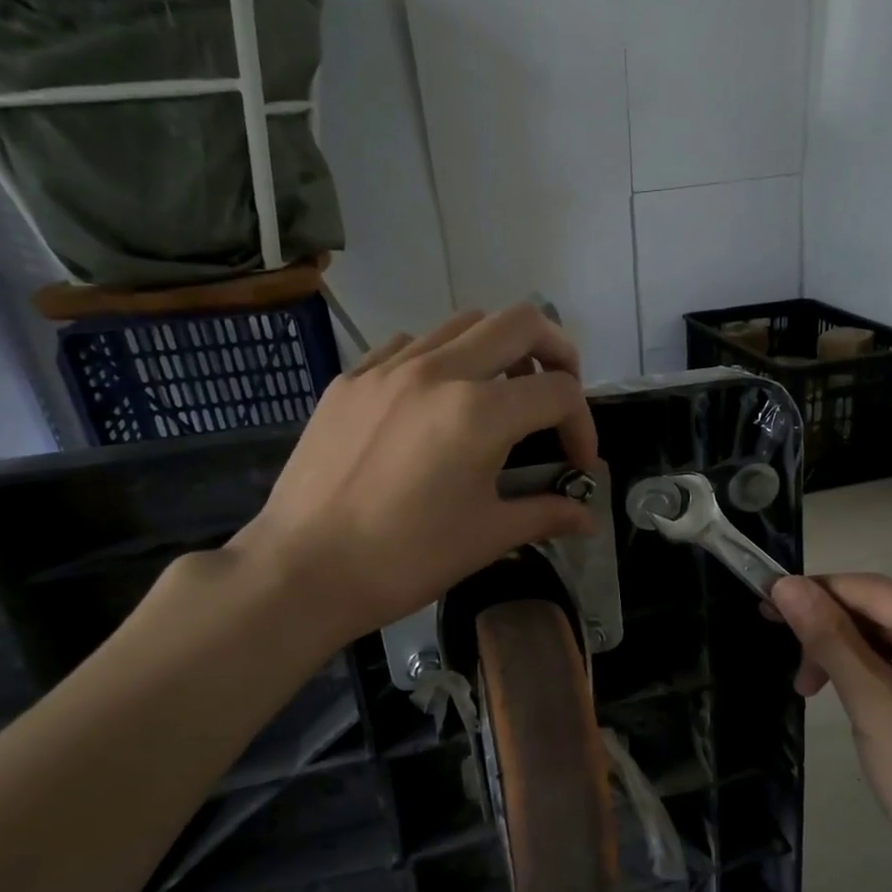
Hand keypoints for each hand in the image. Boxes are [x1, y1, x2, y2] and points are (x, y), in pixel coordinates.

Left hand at [227, 305, 599, 641]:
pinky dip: (441, 360)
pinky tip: (435, 404)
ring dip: (499, 350)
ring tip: (499, 397)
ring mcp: (388, 368)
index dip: (584, 427)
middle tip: (557, 397)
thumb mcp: (488, 537)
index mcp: (479, 412)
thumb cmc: (405, 559)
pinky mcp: (351, 379)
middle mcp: (438, 371)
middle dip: (558, 352)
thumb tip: (589, 518)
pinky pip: (410, 344)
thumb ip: (546, 514)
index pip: (559, 392)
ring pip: (463, 323)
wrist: (302, 570)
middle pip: (522, 322)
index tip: (578, 466)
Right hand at [769, 573, 891, 891]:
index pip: (870, 588)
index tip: (762, 606)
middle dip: (831, 633)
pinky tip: (854, 696)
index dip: (813, 593)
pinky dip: (876, 673)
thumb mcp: (872, 702)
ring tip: (813, 690)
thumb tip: (785, 584)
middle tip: (793, 673)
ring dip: (849, 655)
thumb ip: (828, 638)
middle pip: (884, 611)